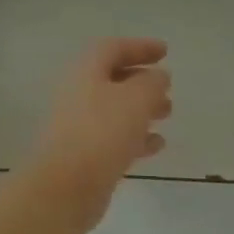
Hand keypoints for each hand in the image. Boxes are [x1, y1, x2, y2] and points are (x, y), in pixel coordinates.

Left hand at [23, 38, 171, 232]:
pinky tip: (156, 145)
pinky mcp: (83, 155)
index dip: (140, 47)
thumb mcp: (136, 99)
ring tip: (167, 115)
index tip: (165, 52)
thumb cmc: (102, 132)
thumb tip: (158, 76)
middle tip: (167, 88)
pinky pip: (112, 138)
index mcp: (86, 72)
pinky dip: (135, 137)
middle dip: (142, 81)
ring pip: (114, 110)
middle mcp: (78, 95)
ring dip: (141, 109)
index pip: (113, 49)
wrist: (66, 186)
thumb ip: (152, 83)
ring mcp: (78, 126)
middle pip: (112, 79)